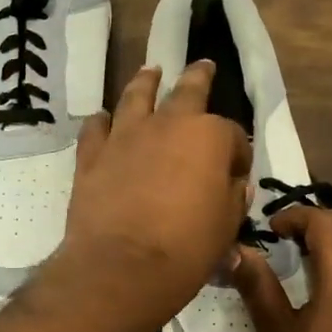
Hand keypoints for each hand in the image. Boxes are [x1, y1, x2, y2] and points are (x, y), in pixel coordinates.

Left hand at [48, 61, 251, 331]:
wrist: (122, 266)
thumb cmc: (187, 248)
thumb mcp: (226, 226)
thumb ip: (233, 198)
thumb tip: (234, 184)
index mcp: (210, 137)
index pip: (233, 136)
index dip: (238, 155)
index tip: (237, 174)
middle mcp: (168, 124)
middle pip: (187, 91)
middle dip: (199, 77)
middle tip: (203, 65)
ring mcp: (126, 135)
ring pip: (136, 96)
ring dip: (146, 81)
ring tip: (150, 71)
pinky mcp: (93, 155)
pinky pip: (96, 127)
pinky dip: (102, 121)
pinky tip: (103, 119)